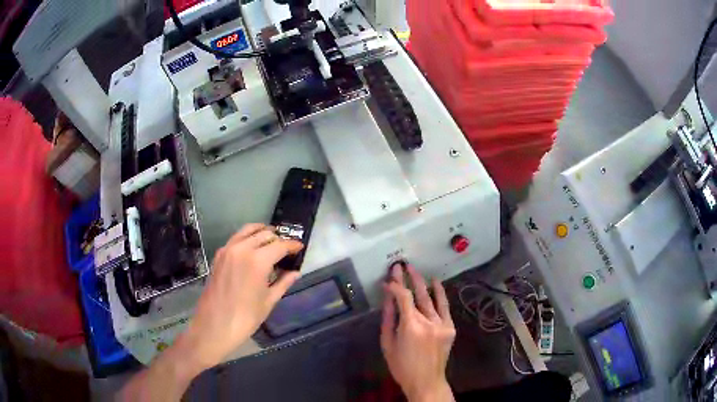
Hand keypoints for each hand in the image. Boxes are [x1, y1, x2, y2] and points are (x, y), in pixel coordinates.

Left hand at [182, 223, 302, 369]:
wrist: (214, 325)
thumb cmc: (245, 318)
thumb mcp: (268, 301)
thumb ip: (283, 283)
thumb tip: (295, 273)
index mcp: (258, 261)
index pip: (280, 245)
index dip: (292, 245)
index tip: (300, 247)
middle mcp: (242, 249)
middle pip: (264, 234)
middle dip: (278, 239)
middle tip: (286, 248)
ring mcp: (227, 250)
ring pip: (248, 231)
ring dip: (262, 233)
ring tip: (271, 241)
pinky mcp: (218, 255)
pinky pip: (236, 238)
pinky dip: (247, 238)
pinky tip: (253, 249)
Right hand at [381, 264, 455, 401]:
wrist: (426, 381)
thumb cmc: (401, 366)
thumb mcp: (388, 343)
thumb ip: (388, 318)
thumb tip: (387, 297)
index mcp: (411, 327)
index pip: (403, 298)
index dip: (395, 286)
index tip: (388, 278)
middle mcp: (429, 321)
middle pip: (418, 294)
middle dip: (409, 278)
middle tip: (402, 265)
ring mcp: (442, 324)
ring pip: (431, 299)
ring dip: (422, 283)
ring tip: (415, 270)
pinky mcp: (450, 327)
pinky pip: (445, 307)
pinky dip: (440, 294)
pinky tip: (435, 282)